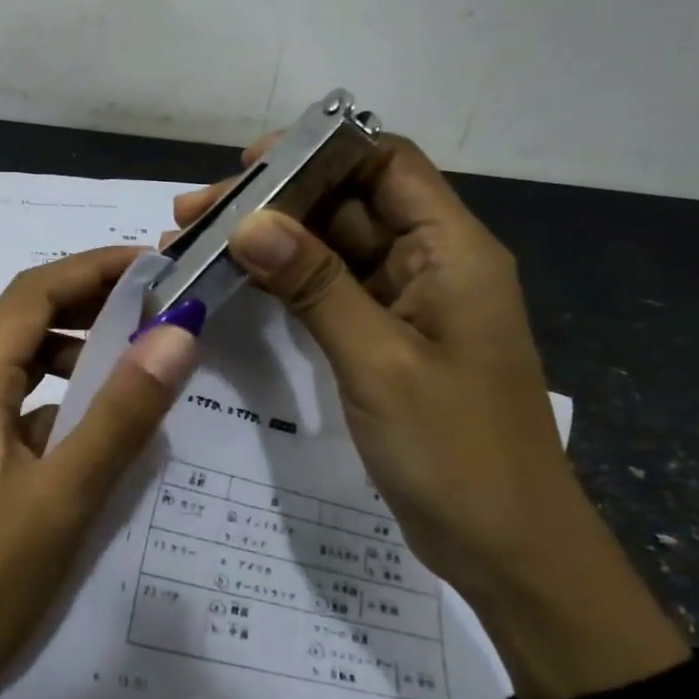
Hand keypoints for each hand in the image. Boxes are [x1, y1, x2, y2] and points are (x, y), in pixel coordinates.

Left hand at [0, 247, 199, 692]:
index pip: (32, 294)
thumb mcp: (65, 496)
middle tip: (155, 309)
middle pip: (24, 322)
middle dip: (89, 304)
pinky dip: (59, 400)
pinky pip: (16, 409)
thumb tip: (176, 333)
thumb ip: (122, 413)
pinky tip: (96, 427)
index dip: (92, 269)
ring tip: (134, 362)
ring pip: (21, 366)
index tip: (153, 267)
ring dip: (75, 353)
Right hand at [174, 135, 686, 698]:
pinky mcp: (387, 342)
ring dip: (273, 245)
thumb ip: (317, 285)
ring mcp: (407, 305)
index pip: (385, 164)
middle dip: (275, 202)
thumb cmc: (455, 450)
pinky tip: (237, 286)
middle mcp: (431, 263)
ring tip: (198, 246)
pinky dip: (288, 286)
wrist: (505, 546)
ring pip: (334, 250)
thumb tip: (251, 221)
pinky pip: (334, 294)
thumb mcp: (379, 361)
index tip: (246, 167)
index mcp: (451, 250)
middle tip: (194, 215)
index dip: (318, 152)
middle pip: (349, 204)